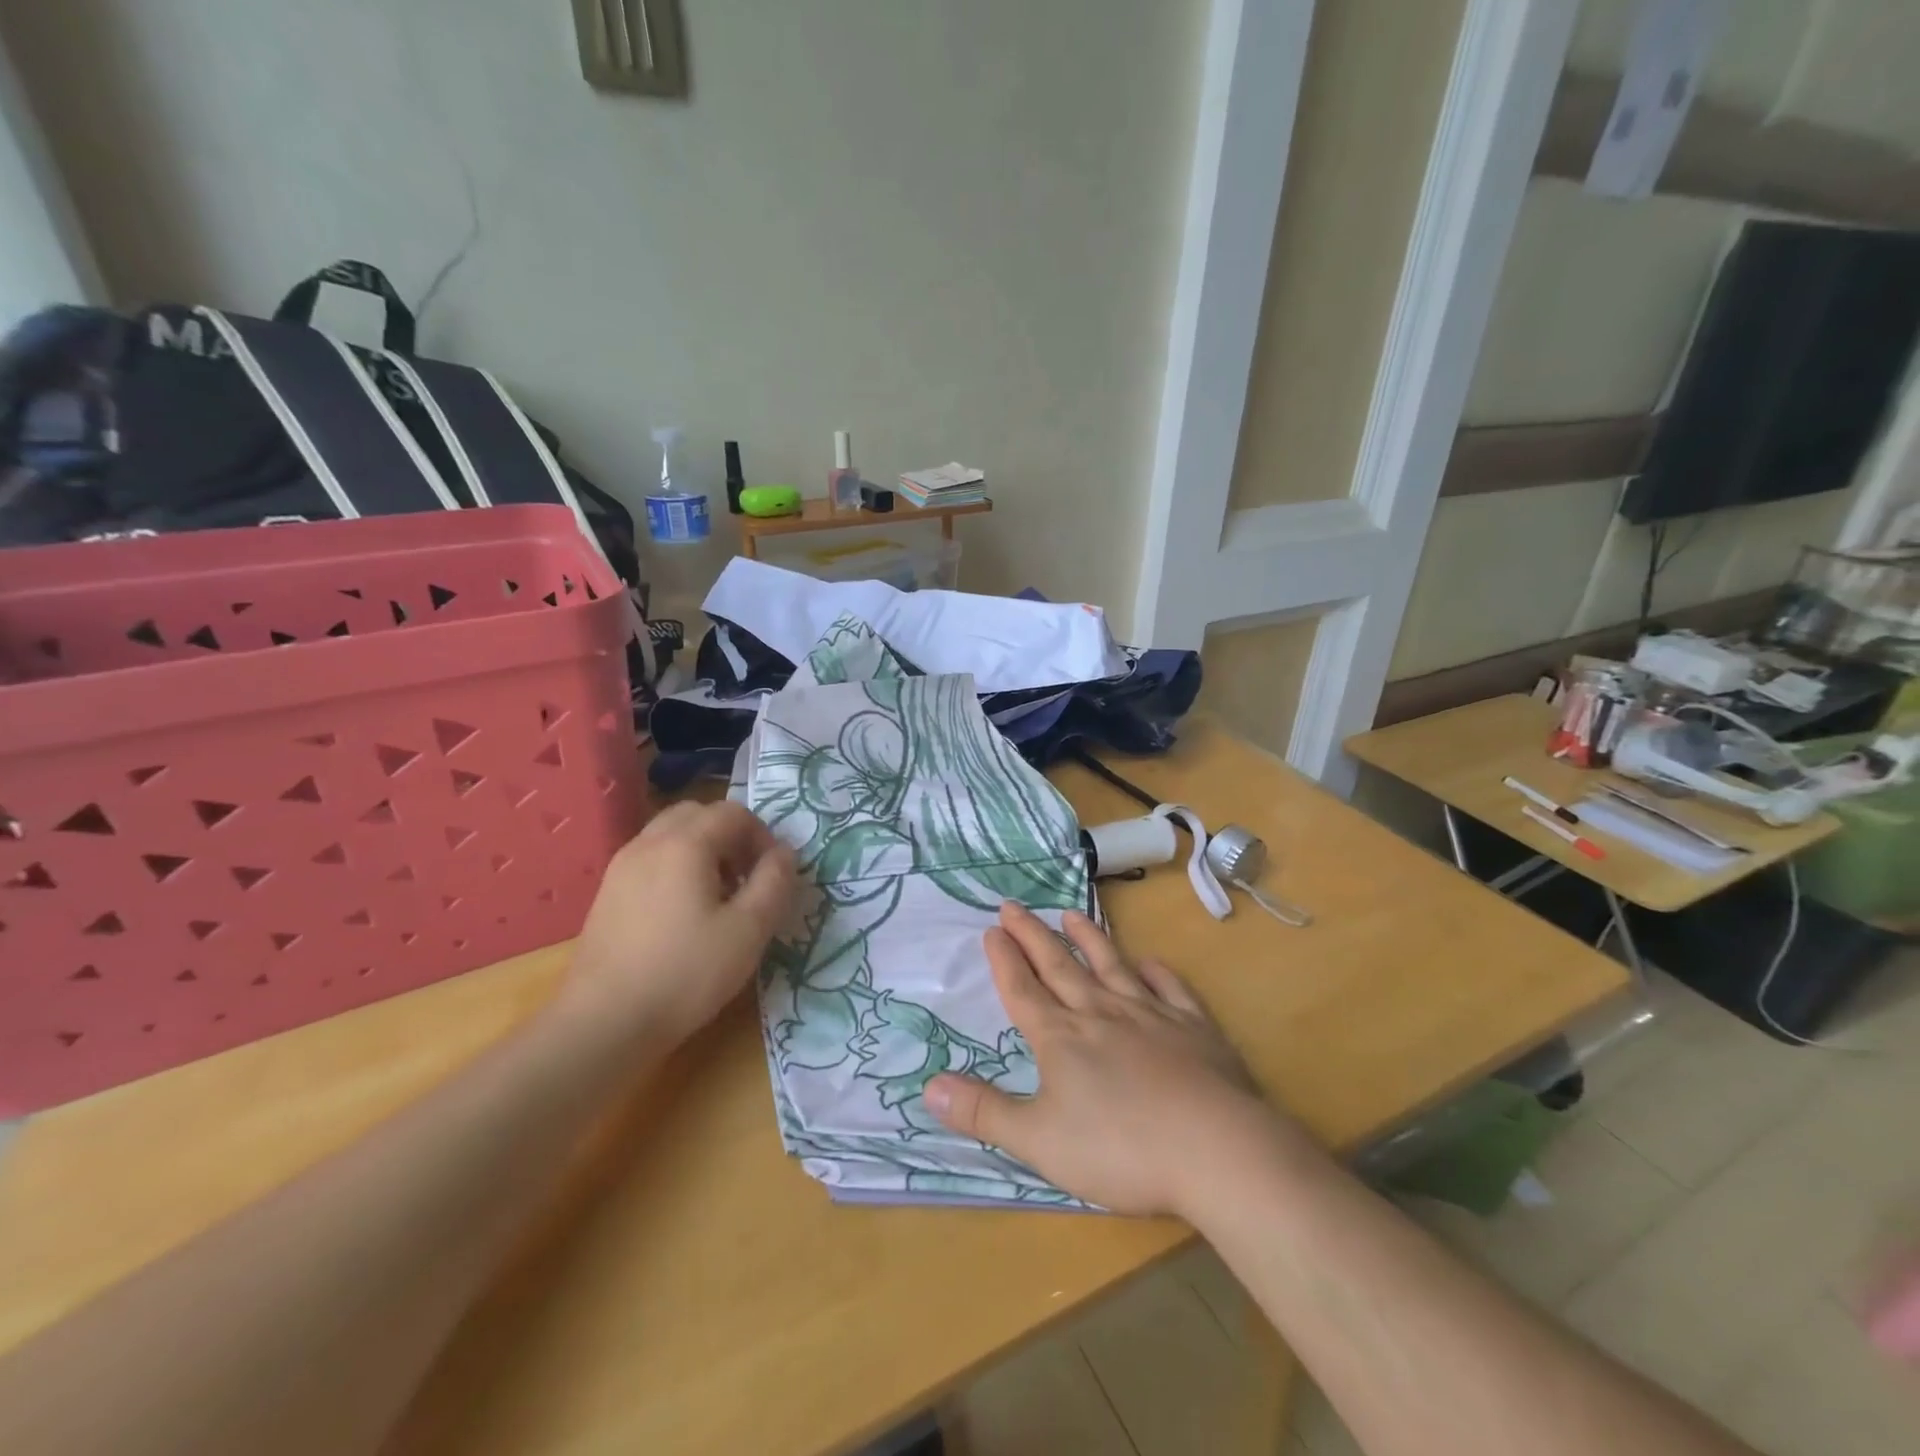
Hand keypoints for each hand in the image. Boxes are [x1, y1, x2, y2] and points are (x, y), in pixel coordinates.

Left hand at [559, 801, 795, 1050]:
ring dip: (702, 850)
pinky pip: (650, 858)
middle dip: (730, 835)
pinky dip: (675, 866)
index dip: (762, 836)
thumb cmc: (686, 972)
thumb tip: (785, 852)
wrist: (603, 1023)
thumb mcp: (749, 930)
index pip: (733, 813)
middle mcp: (649, 842)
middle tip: (746, 877)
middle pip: (698, 814)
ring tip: (717, 895)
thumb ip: (774, 882)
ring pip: (670, 834)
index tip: (773, 874)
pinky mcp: (607, 893)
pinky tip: (683, 913)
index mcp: (686, 844)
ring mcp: (622, 867)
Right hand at [924, 903, 1286, 1218]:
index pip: (1024, 991)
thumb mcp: (1038, 1141)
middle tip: (1014, 905)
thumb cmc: (1120, 1149)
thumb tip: (929, 1086)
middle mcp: (1101, 1013)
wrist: (1216, 1149)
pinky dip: (1156, 973)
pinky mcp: (1193, 1028)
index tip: (992, 929)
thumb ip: (983, 1113)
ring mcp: (1150, 1015)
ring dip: (1089, 940)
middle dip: (1033, 936)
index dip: (1005, 961)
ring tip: (1072, 915)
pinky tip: (1149, 963)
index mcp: (1062, 1039)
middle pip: (1059, 968)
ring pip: (1111, 967)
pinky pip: (1169, 990)